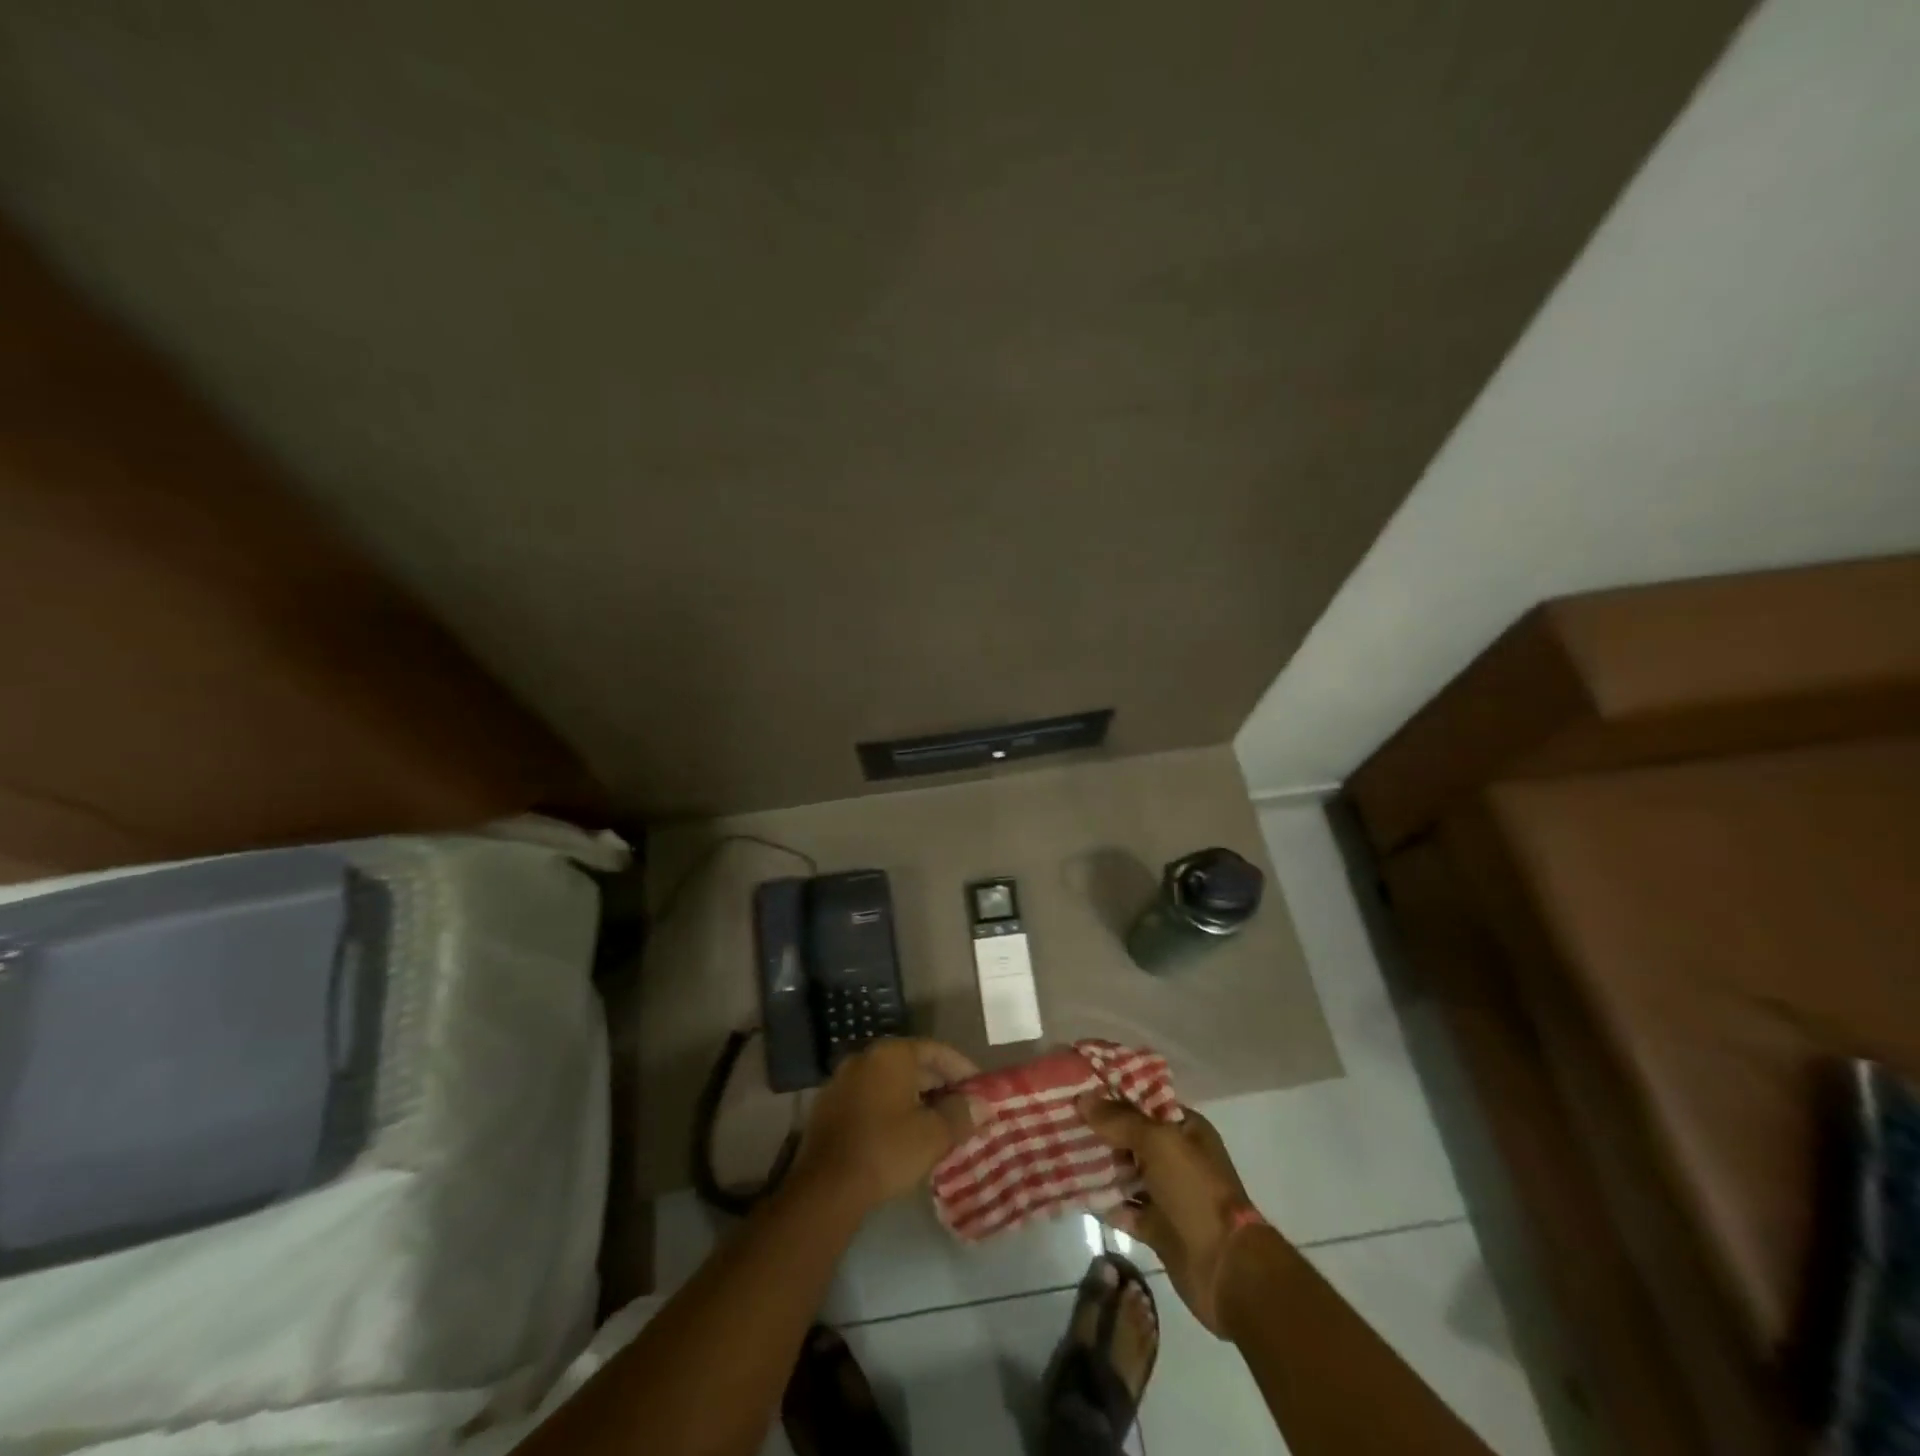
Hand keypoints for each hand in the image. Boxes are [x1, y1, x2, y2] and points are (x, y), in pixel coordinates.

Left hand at [795, 1038, 978, 1213]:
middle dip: (939, 1084)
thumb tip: (981, 1105)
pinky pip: (870, 1098)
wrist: (825, 1187)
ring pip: (889, 1082)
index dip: (962, 1068)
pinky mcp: (829, 1107)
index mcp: (891, 1054)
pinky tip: (902, 1133)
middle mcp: (865, 1057)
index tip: (980, 1089)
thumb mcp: (933, 1135)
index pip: (936, 1050)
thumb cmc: (886, 1151)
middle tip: (962, 1107)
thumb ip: (960, 1114)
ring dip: (914, 1097)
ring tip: (937, 1122)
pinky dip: (890, 1108)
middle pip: (911, 1063)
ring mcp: (842, 1080)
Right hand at [1080, 1096, 1261, 1335]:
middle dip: (1099, 1129)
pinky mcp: (1156, 1227)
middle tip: (1060, 1117)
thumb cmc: (1195, 1192)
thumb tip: (1083, 1098)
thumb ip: (1120, 1120)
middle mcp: (1176, 1157)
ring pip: (1125, 1172)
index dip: (1113, 1094)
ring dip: (1098, 1165)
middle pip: (1131, 1136)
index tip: (1077, 1087)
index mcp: (1185, 1129)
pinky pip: (1124, 1208)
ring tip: (1059, 1149)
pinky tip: (1074, 1191)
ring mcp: (1167, 1193)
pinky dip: (1103, 1202)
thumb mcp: (1159, 1143)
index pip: (1144, 1101)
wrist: (1226, 1270)